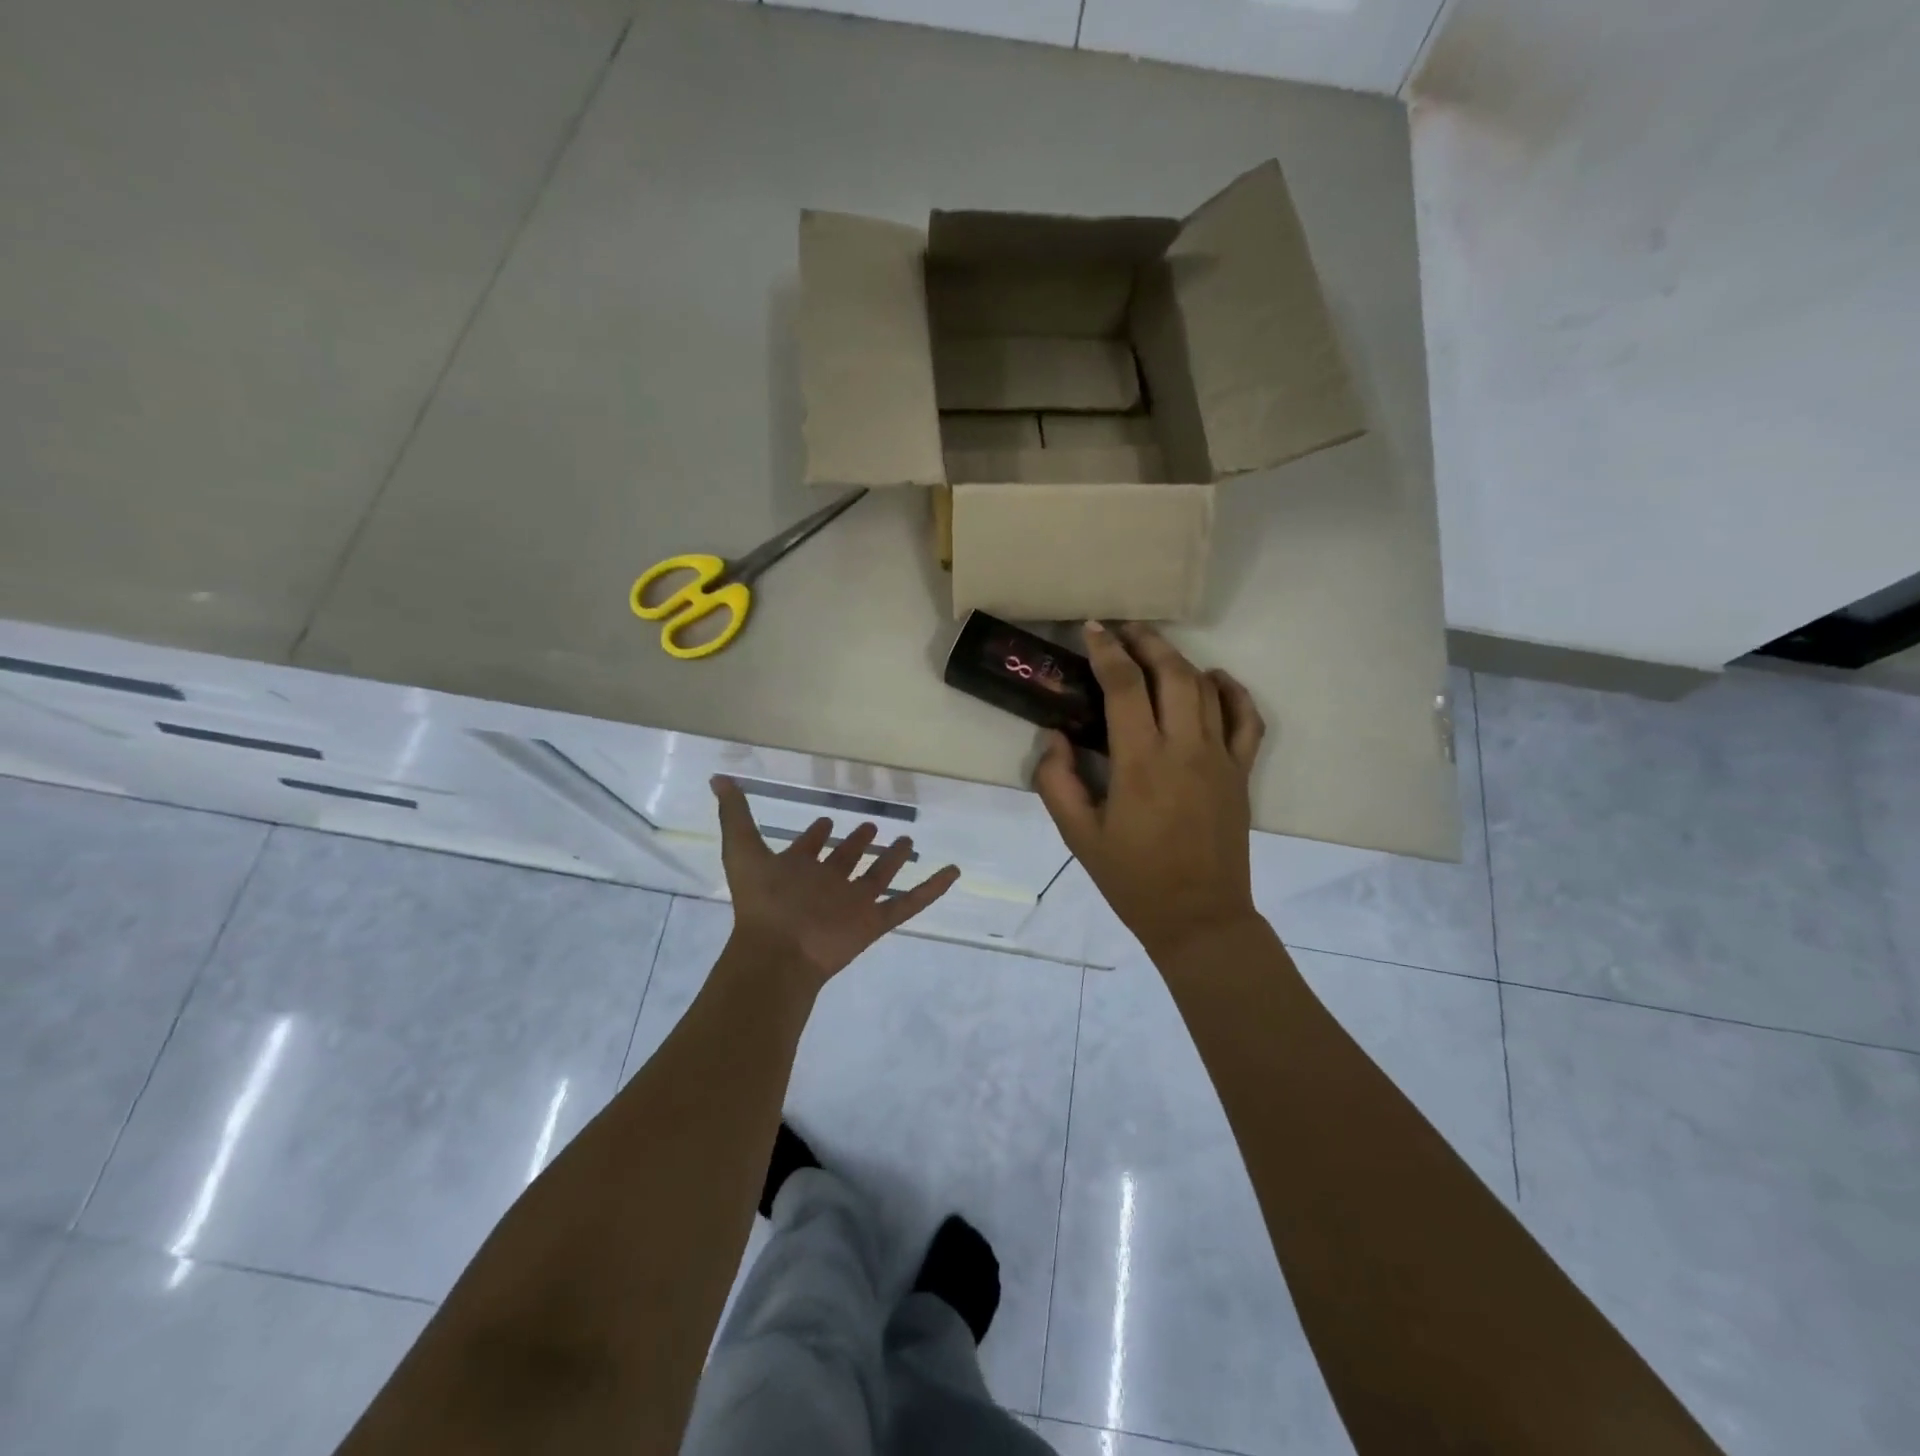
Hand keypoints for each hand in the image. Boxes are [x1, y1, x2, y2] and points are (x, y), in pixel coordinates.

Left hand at [712, 776, 960, 986]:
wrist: (778, 950)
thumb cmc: (762, 899)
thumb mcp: (743, 848)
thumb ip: (734, 813)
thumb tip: (717, 777)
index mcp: (799, 870)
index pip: (810, 848)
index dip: (816, 835)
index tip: (827, 819)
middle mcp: (827, 884)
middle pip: (847, 861)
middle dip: (857, 843)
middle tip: (872, 825)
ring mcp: (853, 904)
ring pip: (878, 878)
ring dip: (891, 860)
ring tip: (906, 839)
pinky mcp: (874, 922)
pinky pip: (908, 903)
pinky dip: (931, 889)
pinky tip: (951, 871)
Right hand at [1032, 622, 1266, 962]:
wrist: (1199, 918)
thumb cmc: (1133, 879)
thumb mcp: (1078, 836)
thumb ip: (1057, 781)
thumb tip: (1055, 737)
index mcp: (1141, 763)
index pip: (1125, 687)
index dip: (1107, 651)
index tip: (1092, 629)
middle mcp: (1186, 749)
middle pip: (1172, 673)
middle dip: (1146, 641)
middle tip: (1122, 628)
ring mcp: (1221, 758)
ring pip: (1206, 688)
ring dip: (1179, 659)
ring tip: (1154, 649)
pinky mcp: (1242, 772)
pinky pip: (1247, 718)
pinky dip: (1232, 691)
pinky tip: (1214, 679)